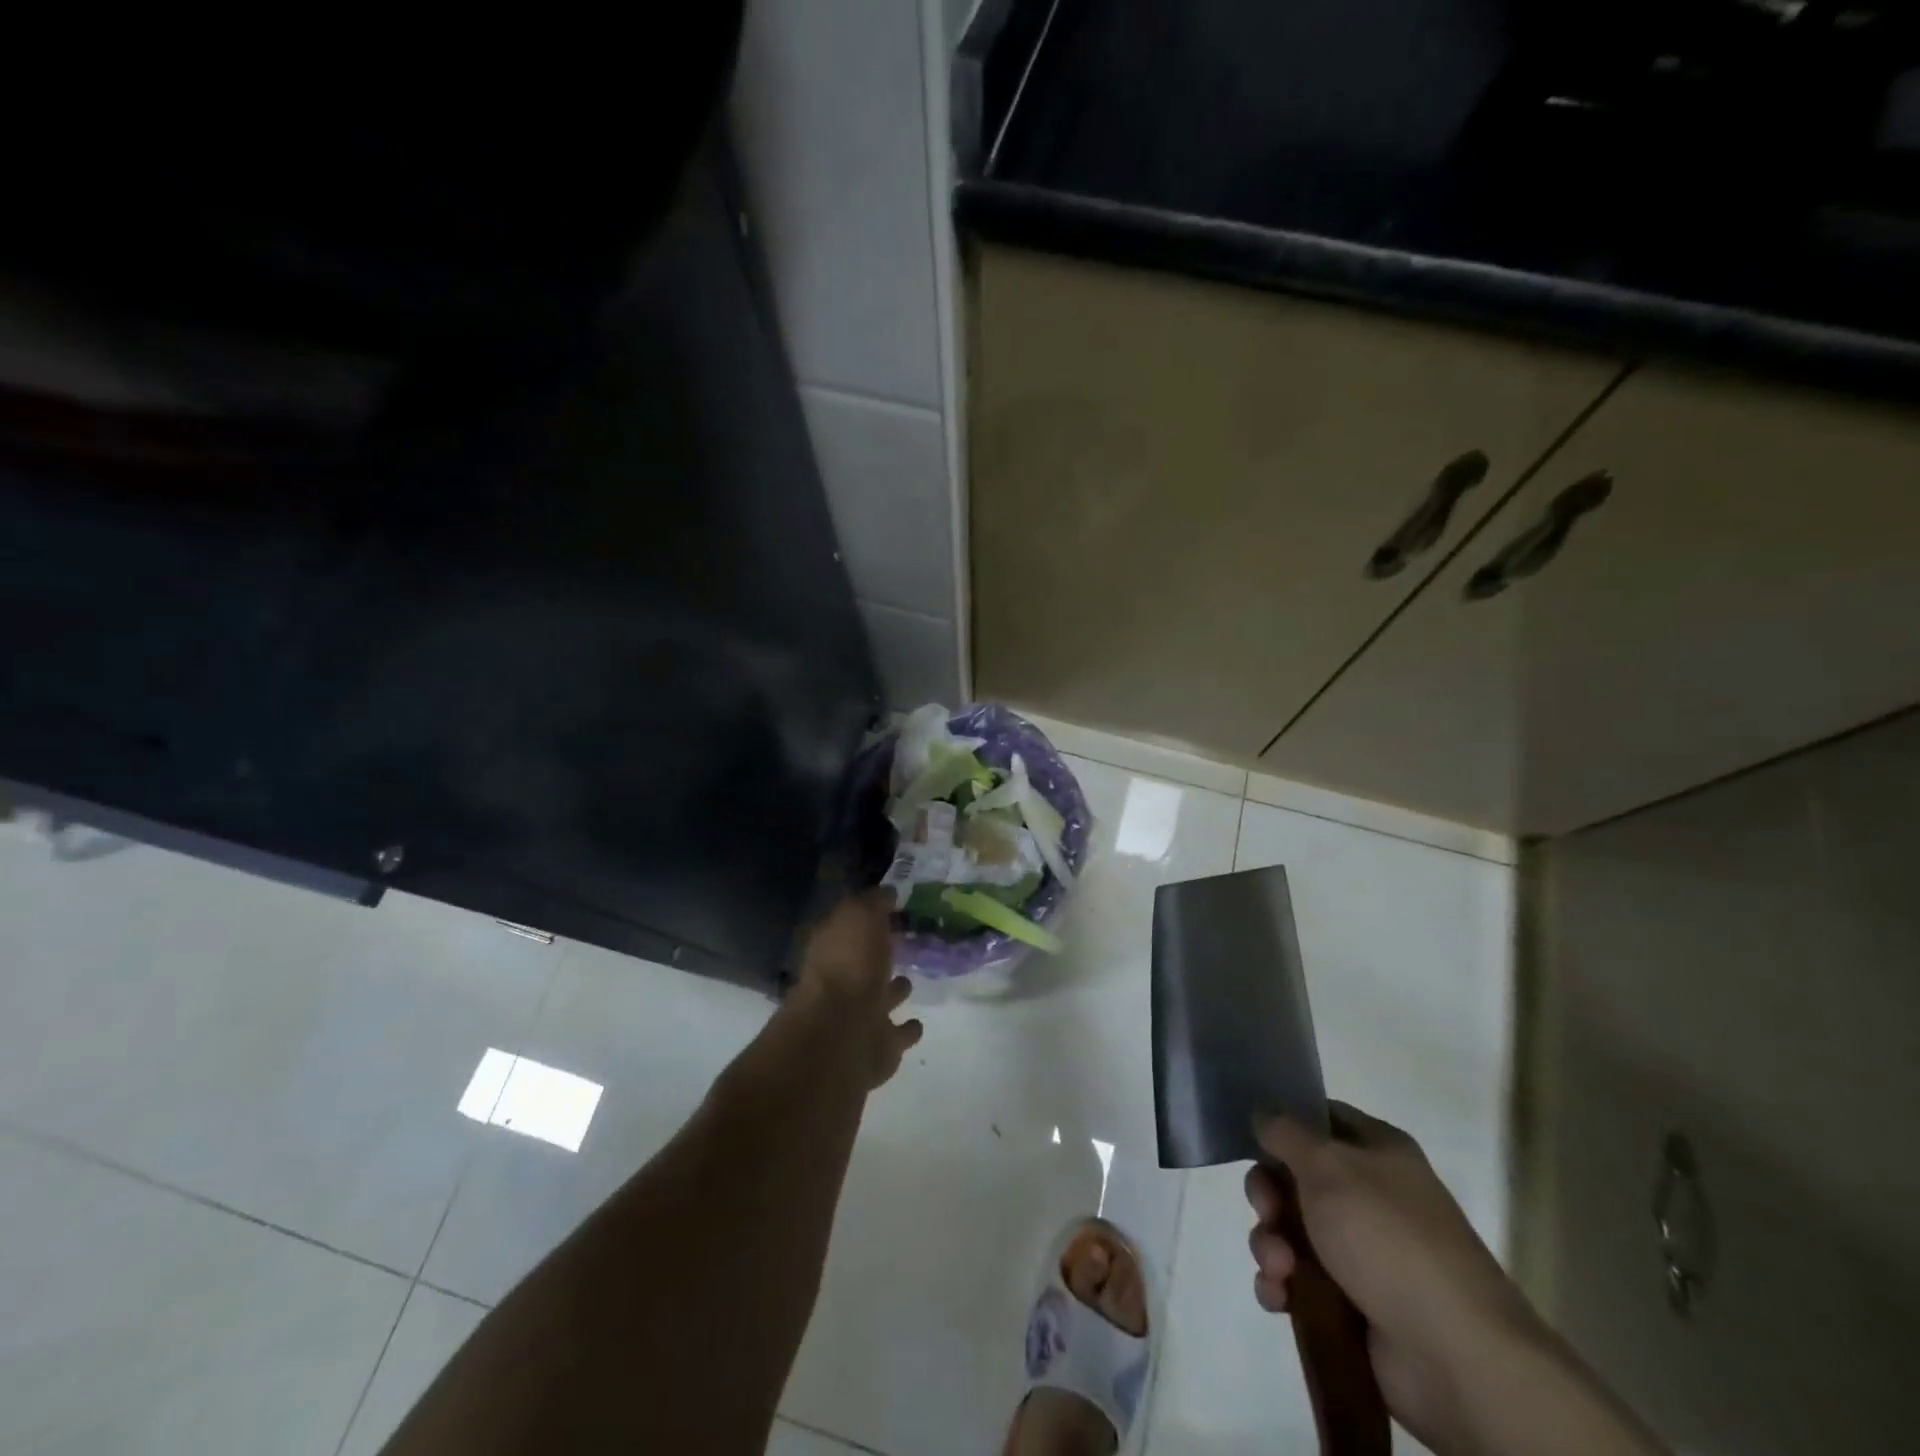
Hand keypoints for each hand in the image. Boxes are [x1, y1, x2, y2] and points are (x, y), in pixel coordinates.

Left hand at [794, 890, 922, 1088]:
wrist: (843, 1032)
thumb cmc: (850, 964)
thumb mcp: (860, 915)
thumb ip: (874, 902)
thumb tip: (887, 892)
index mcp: (832, 949)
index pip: (848, 927)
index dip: (866, 918)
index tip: (891, 909)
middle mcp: (840, 983)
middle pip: (862, 965)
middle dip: (878, 956)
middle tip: (903, 944)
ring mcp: (858, 1018)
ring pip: (879, 1000)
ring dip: (892, 992)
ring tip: (909, 981)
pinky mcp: (877, 1049)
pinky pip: (896, 1035)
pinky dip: (906, 1030)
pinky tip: (917, 1023)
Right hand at [1245, 1103, 1546, 1452]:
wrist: (1456, 1357)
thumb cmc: (1388, 1238)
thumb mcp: (1327, 1165)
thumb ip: (1285, 1132)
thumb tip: (1263, 1112)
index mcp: (1378, 1151)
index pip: (1320, 1118)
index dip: (1284, 1125)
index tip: (1254, 1141)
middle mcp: (1372, 1195)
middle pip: (1296, 1177)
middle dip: (1268, 1195)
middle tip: (1266, 1213)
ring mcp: (1364, 1253)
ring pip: (1292, 1231)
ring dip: (1270, 1244)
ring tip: (1279, 1269)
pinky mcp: (1354, 1304)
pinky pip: (1300, 1281)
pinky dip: (1281, 1285)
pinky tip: (1279, 1296)